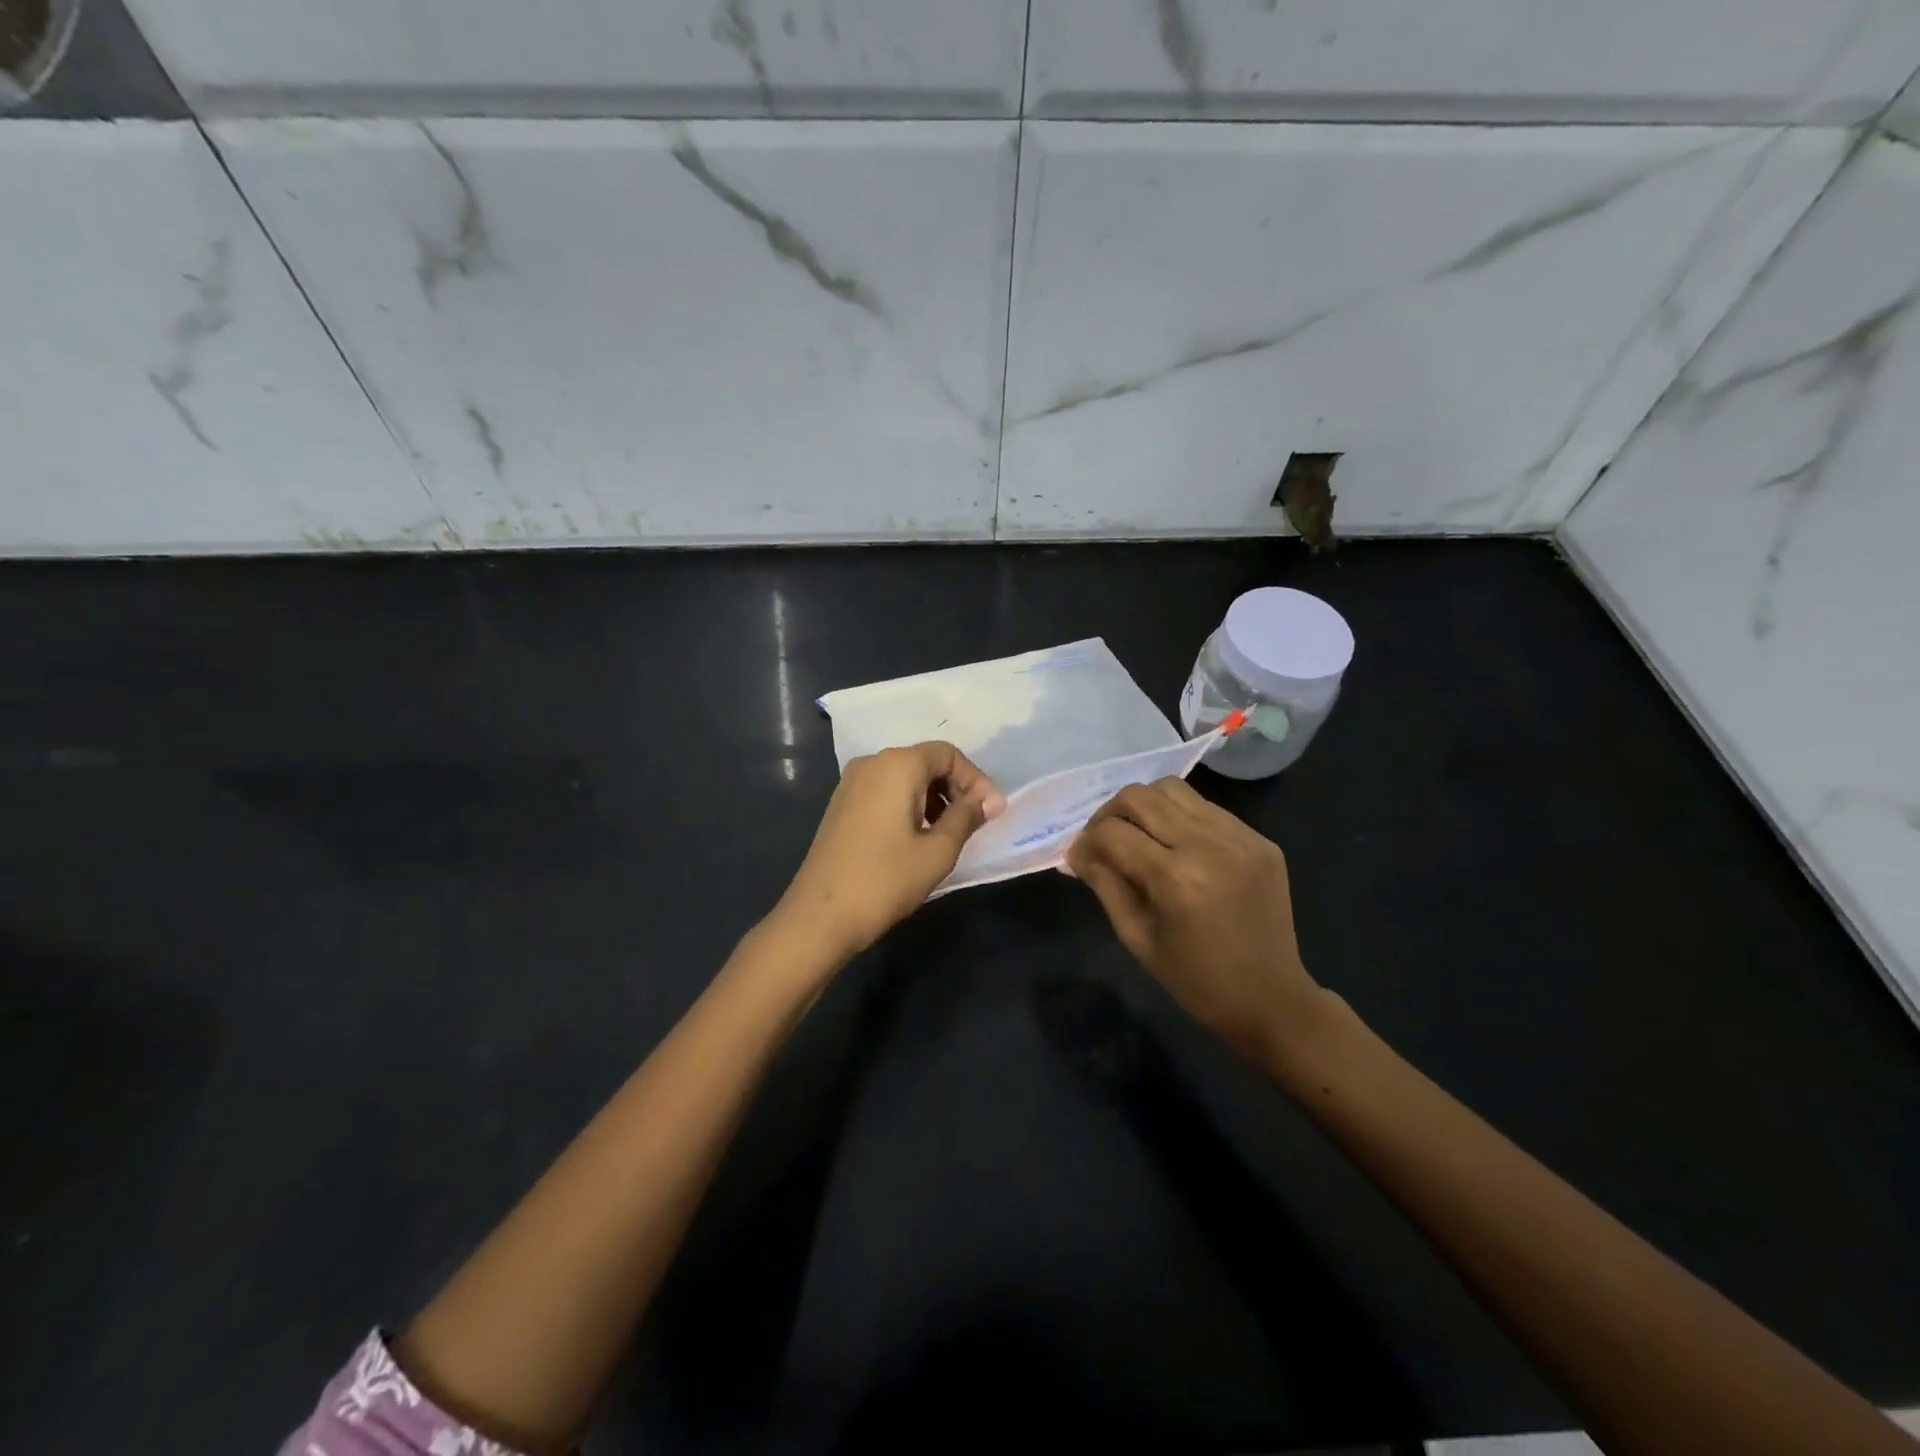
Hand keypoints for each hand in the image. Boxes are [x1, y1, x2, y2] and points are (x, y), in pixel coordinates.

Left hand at [773, 741, 1003, 961]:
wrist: (820, 916)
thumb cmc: (885, 879)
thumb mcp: (938, 851)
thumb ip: (966, 818)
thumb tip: (988, 801)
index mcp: (897, 765)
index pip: (948, 755)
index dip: (976, 780)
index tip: (992, 812)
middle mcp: (872, 763)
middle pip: (925, 761)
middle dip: (956, 788)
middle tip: (976, 822)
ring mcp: (851, 783)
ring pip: (905, 778)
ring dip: (933, 798)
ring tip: (950, 833)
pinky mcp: (842, 805)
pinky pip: (885, 792)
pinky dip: (909, 805)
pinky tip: (919, 837)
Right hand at [1065, 778, 1325, 1066]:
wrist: (1271, 999)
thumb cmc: (1195, 980)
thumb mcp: (1137, 938)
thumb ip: (1105, 885)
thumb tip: (1077, 853)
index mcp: (1175, 878)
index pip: (1112, 833)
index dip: (1086, 841)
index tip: (1080, 858)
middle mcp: (1208, 845)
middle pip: (1140, 796)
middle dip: (1109, 813)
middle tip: (1104, 839)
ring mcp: (1240, 837)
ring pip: (1173, 789)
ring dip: (1145, 806)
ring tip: (1139, 834)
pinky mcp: (1259, 839)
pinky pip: (1206, 808)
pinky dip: (1180, 817)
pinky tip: (1177, 846)